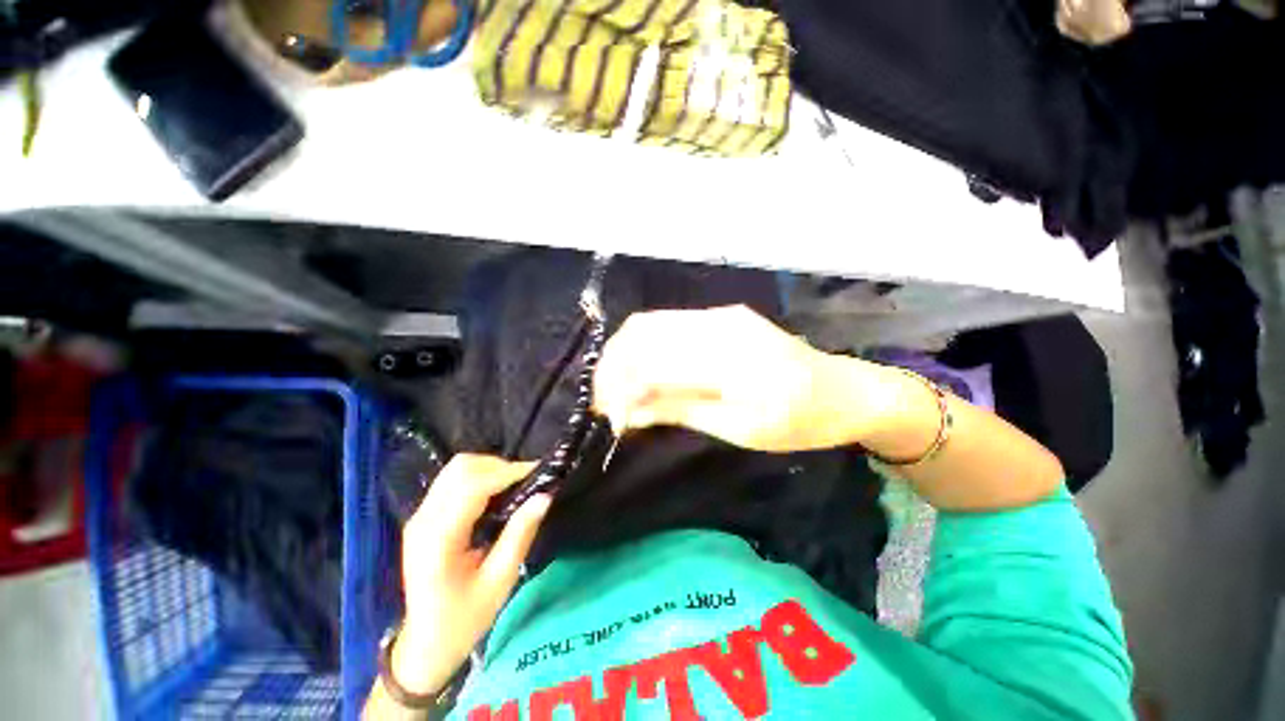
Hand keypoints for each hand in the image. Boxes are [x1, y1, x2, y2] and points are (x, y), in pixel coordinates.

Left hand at [393, 454, 548, 695]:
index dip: (509, 472)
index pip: (472, 486)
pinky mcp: (424, 516)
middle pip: (462, 468)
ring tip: (515, 485)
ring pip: (457, 468)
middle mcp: (424, 519)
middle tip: (528, 482)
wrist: (424, 646)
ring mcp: (420, 515)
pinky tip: (497, 493)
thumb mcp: (499, 581)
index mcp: (439, 539)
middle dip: (501, 466)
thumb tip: (545, 496)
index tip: (540, 472)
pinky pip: (453, 480)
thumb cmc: (463, 620)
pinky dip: (480, 476)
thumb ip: (520, 534)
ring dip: (490, 468)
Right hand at [594, 305, 898, 452]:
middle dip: (612, 368)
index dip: (620, 390)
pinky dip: (645, 348)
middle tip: (604, 403)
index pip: (652, 363)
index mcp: (731, 358)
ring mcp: (720, 314)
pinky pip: (668, 325)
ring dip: (624, 355)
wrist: (845, 391)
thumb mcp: (739, 429)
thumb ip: (679, 411)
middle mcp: (719, 323)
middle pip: (642, 333)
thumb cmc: (800, 421)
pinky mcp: (722, 316)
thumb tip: (628, 411)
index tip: (610, 420)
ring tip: (616, 389)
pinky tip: (641, 371)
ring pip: (650, 324)